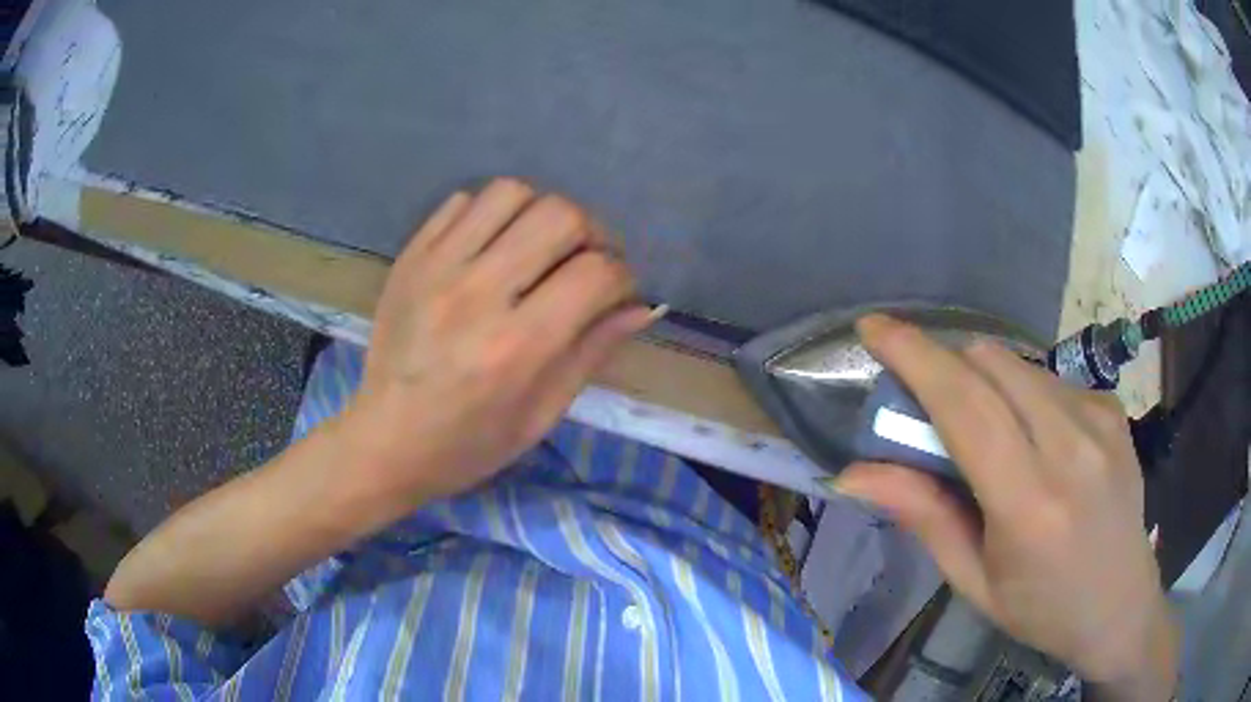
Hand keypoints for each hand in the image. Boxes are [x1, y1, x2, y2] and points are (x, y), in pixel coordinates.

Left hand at [341, 179, 653, 501]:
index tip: (615, 292)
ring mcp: (437, 267)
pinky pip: (462, 201)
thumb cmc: (469, 444)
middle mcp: (477, 294)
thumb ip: (593, 352)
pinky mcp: (411, 257)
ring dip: (539, 214)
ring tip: (537, 248)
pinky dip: (490, 214)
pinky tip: (491, 247)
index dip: (621, 276)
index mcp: (517, 347)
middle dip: (591, 234)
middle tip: (584, 261)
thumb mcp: (541, 414)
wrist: (385, 441)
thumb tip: (641, 306)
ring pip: (510, 192)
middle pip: (559, 215)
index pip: (596, 274)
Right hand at [835, 315, 1176, 696]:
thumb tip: (854, 474)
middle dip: (947, 365)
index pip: (965, 405)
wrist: (1120, 605)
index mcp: (1029, 503)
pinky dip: (1025, 396)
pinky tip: (1037, 441)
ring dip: (986, 383)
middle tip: (929, 406)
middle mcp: (1070, 446)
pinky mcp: (1113, 408)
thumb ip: (924, 516)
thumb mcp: (974, 581)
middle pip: (991, 362)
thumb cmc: (1041, 609)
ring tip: (991, 435)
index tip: (874, 328)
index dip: (915, 357)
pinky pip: (1051, 379)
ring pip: (1020, 365)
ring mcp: (1100, 419)